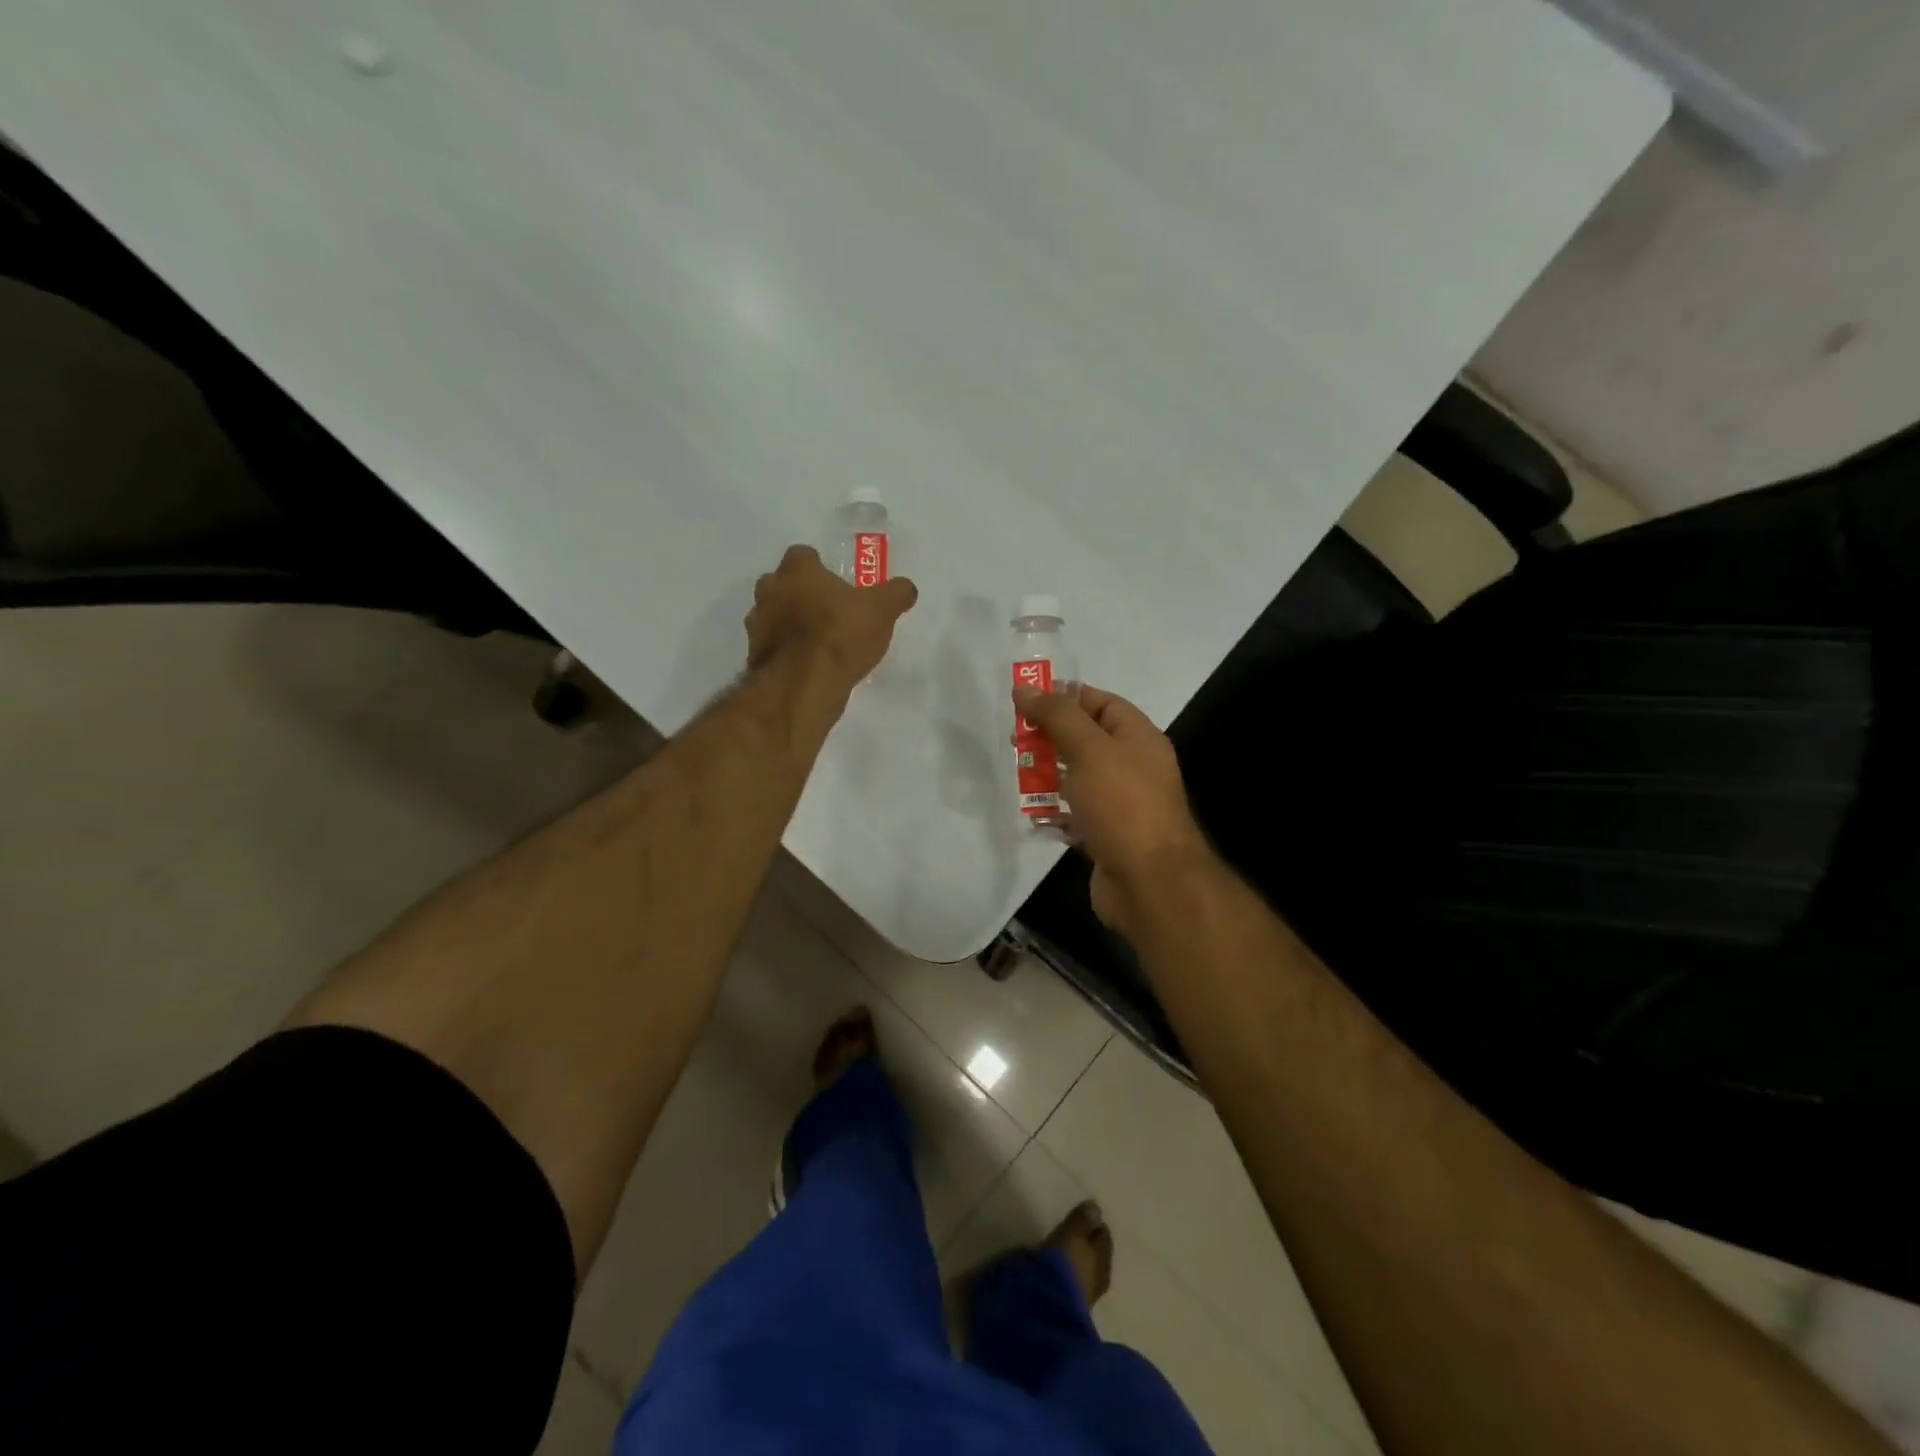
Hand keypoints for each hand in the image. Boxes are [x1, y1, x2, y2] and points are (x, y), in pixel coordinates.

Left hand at [746, 545, 917, 688]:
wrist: (803, 684)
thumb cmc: (840, 634)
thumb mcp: (882, 610)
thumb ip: (895, 594)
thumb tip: (906, 588)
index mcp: (797, 570)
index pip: (803, 555)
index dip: (819, 567)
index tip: (835, 584)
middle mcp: (770, 590)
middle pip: (783, 584)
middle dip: (800, 595)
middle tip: (828, 612)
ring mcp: (757, 625)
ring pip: (774, 616)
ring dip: (790, 625)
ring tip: (819, 643)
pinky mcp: (755, 656)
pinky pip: (773, 647)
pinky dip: (786, 652)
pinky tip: (808, 666)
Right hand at [1013, 683, 1211, 930]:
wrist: (1150, 882)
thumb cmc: (1122, 804)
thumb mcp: (1089, 749)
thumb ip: (1056, 716)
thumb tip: (1024, 686)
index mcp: (1138, 738)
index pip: (1101, 703)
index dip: (1066, 697)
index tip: (1027, 700)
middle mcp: (1132, 767)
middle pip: (1086, 740)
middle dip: (1050, 737)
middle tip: (1015, 739)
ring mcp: (1120, 805)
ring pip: (1077, 779)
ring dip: (1047, 776)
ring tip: (1017, 776)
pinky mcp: (1106, 837)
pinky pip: (1075, 816)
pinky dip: (1054, 814)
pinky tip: (1032, 815)